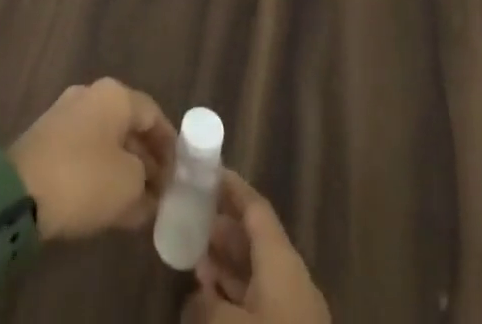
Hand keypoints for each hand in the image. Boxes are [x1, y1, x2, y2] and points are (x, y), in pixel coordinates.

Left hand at [8, 78, 175, 241]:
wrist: (18, 191)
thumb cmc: (84, 179)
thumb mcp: (129, 186)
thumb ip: (148, 184)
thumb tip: (150, 188)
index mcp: (115, 95)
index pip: (153, 114)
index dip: (170, 145)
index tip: (180, 175)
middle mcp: (91, 94)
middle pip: (128, 125)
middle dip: (146, 158)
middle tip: (160, 192)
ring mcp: (65, 113)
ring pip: (106, 140)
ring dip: (123, 167)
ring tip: (137, 202)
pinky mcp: (47, 137)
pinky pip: (85, 151)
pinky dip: (100, 171)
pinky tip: (107, 201)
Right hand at [183, 170, 330, 322]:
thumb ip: (206, 303)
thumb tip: (194, 295)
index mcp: (281, 258)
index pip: (255, 207)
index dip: (230, 187)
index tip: (205, 171)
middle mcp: (290, 276)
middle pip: (254, 239)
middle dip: (221, 229)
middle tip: (189, 219)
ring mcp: (293, 311)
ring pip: (255, 274)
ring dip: (225, 266)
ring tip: (192, 260)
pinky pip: (258, 303)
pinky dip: (234, 297)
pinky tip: (210, 303)